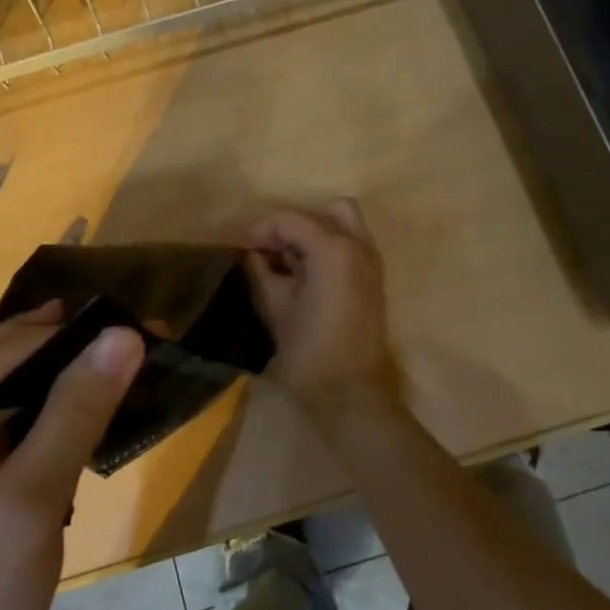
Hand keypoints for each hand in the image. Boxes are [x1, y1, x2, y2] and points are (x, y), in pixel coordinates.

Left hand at [0, 304, 144, 609]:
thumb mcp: (29, 504)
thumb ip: (76, 411)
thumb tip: (125, 334)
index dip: (61, 336)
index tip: (129, 316)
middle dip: (64, 360)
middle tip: (134, 337)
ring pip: (1, 399)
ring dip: (60, 388)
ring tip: (123, 361)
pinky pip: (1, 429)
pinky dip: (46, 421)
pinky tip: (90, 406)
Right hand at [242, 200, 399, 427]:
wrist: (351, 395)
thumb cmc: (309, 352)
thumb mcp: (276, 307)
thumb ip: (260, 271)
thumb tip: (250, 254)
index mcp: (333, 248)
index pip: (289, 220)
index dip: (259, 230)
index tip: (236, 247)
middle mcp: (358, 245)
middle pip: (320, 213)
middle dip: (289, 226)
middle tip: (265, 250)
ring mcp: (371, 262)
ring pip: (341, 223)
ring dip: (311, 233)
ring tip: (283, 260)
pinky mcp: (373, 280)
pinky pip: (349, 245)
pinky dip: (325, 247)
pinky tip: (301, 272)